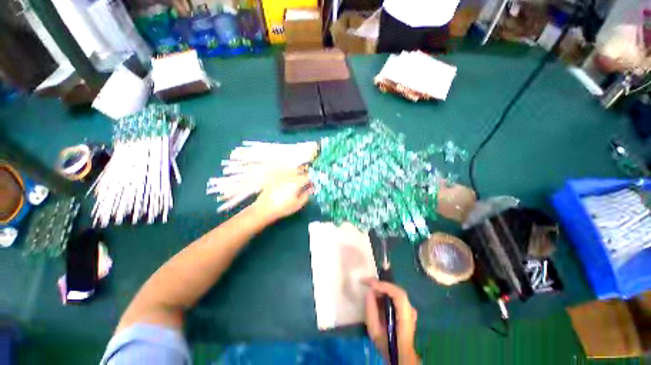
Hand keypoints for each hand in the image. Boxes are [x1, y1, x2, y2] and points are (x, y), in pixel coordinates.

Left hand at [252, 170, 312, 222]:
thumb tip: (311, 189)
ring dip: (296, 174)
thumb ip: (306, 195)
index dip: (312, 179)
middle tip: (305, 183)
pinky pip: (284, 173)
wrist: (264, 209)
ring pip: (292, 170)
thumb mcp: (298, 204)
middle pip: (300, 170)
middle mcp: (289, 176)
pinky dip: (288, 175)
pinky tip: (286, 184)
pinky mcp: (274, 177)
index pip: (308, 176)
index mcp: (297, 182)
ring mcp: (281, 175)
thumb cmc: (283, 208)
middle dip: (304, 175)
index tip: (313, 183)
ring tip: (296, 183)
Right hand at [364, 279, 419, 364]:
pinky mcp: (407, 308)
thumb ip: (371, 312)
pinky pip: (396, 295)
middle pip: (397, 291)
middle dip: (381, 285)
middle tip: (367, 282)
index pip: (399, 295)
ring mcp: (410, 309)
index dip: (384, 286)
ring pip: (396, 292)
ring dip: (383, 288)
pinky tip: (377, 293)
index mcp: (406, 318)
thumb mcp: (375, 332)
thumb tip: (369, 292)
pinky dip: (386, 292)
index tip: (370, 284)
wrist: (400, 354)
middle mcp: (411, 310)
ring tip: (370, 286)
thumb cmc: (387, 345)